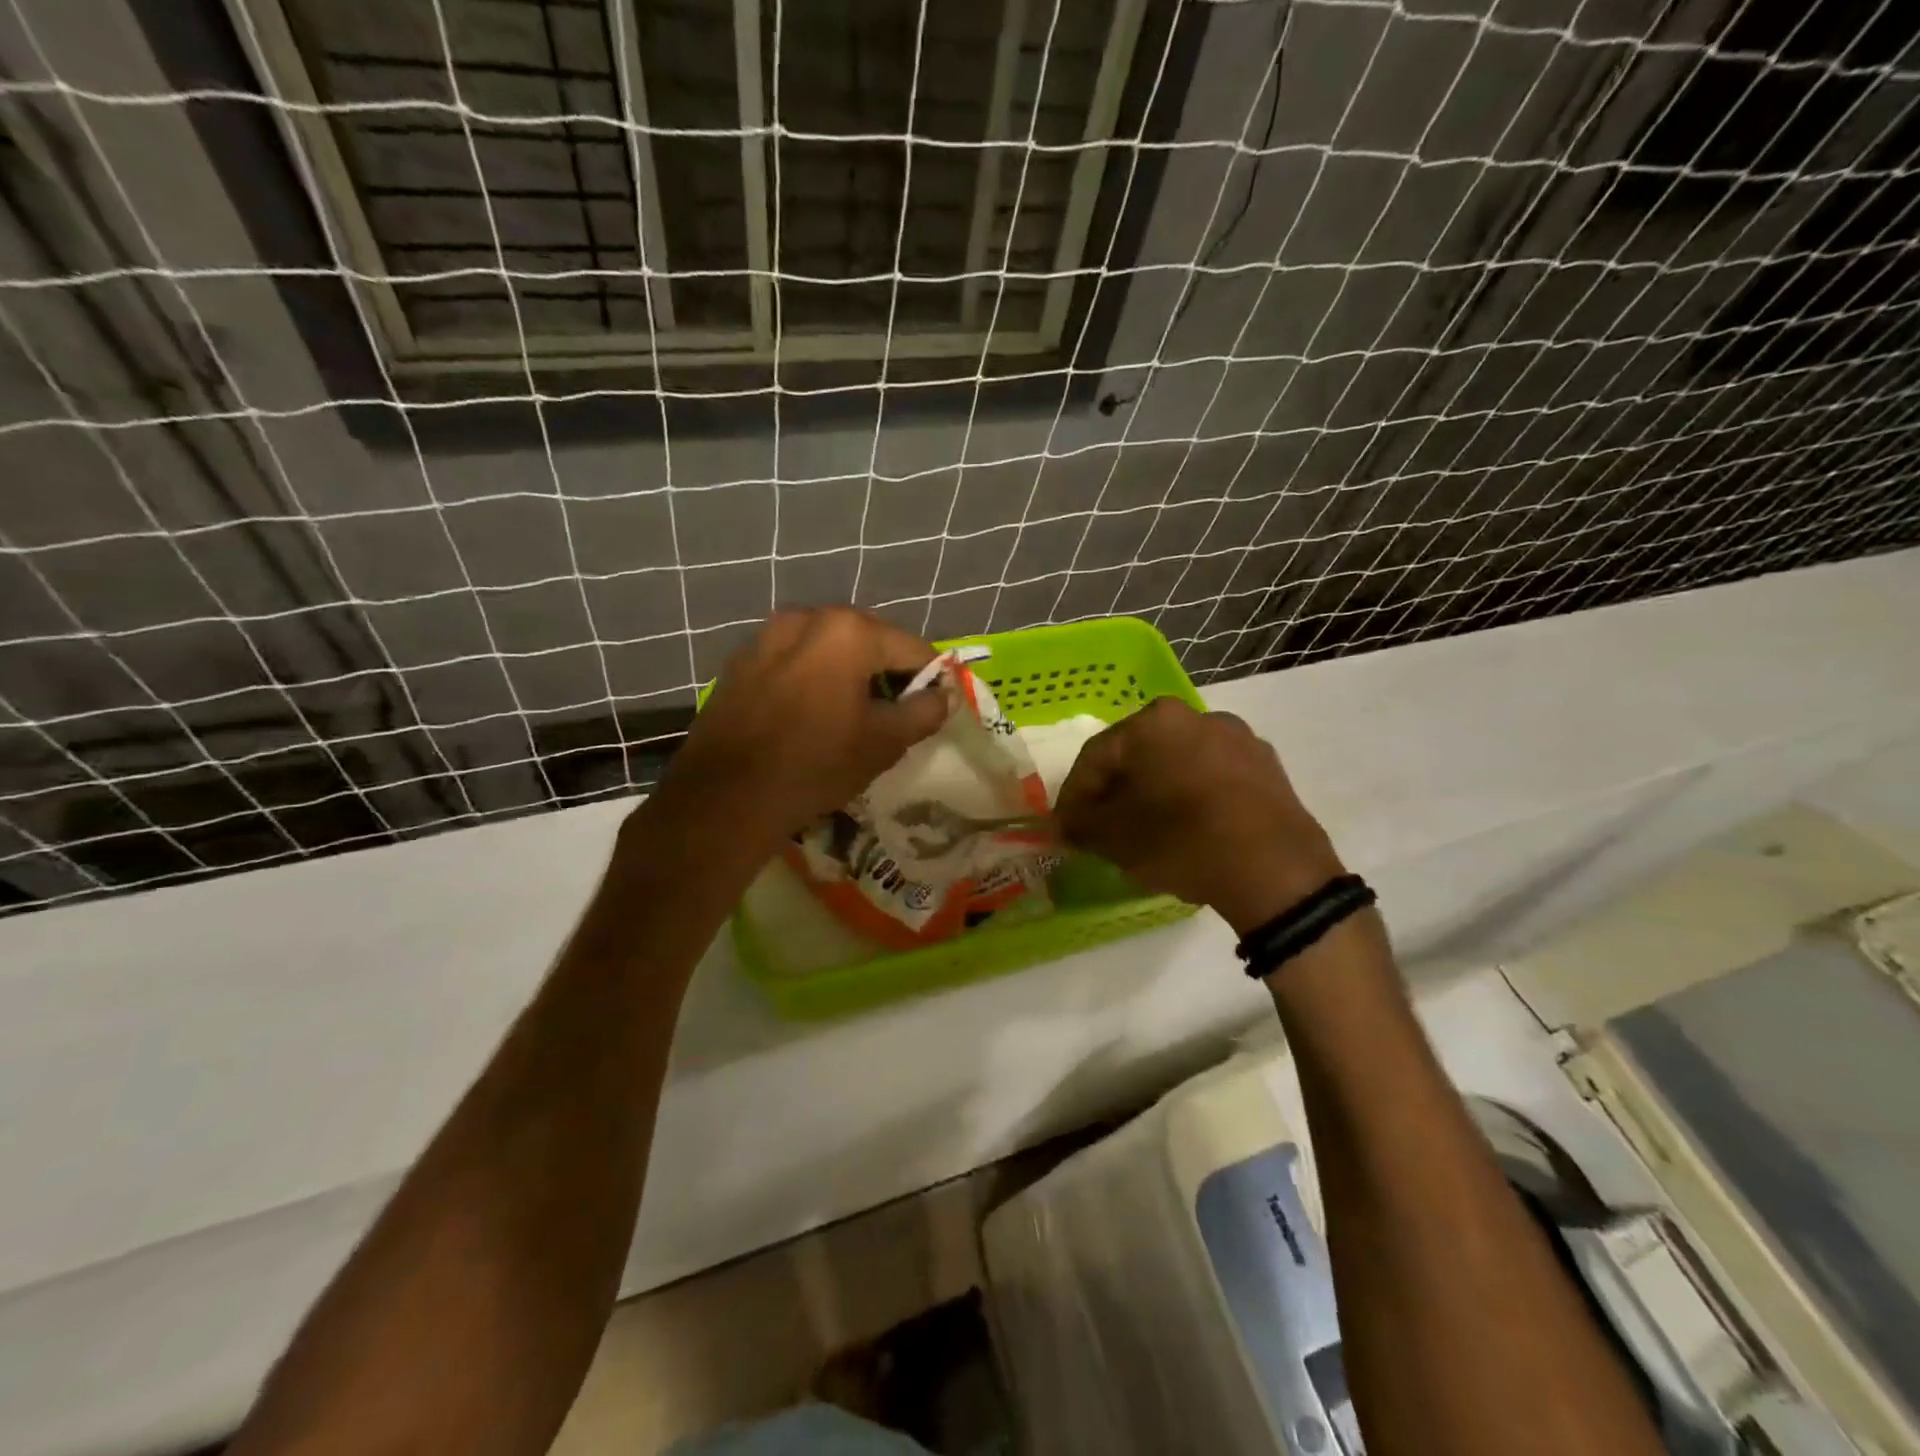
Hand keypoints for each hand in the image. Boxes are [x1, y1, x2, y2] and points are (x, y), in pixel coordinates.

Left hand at [646, 608, 948, 855]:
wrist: (725, 797)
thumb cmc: (816, 764)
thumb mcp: (883, 742)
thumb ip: (924, 712)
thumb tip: (942, 696)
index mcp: (848, 630)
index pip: (912, 648)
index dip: (930, 680)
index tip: (930, 711)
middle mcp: (806, 617)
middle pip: (868, 641)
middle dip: (885, 673)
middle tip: (890, 716)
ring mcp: (766, 635)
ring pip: (827, 650)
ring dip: (846, 675)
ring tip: (847, 717)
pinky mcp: (740, 661)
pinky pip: (792, 662)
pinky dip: (809, 680)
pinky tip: (806, 717)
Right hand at [1054, 698, 1345, 935]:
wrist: (1275, 870)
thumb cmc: (1181, 841)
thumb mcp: (1114, 838)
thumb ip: (1080, 824)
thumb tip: (1064, 824)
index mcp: (1153, 722)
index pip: (1096, 756)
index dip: (1074, 795)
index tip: (1066, 828)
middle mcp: (1196, 717)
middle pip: (1138, 756)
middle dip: (1115, 792)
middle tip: (1102, 829)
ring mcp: (1238, 739)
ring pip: (1177, 765)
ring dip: (1155, 793)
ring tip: (1148, 832)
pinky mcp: (1267, 767)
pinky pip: (1213, 778)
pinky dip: (1193, 798)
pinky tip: (1190, 831)